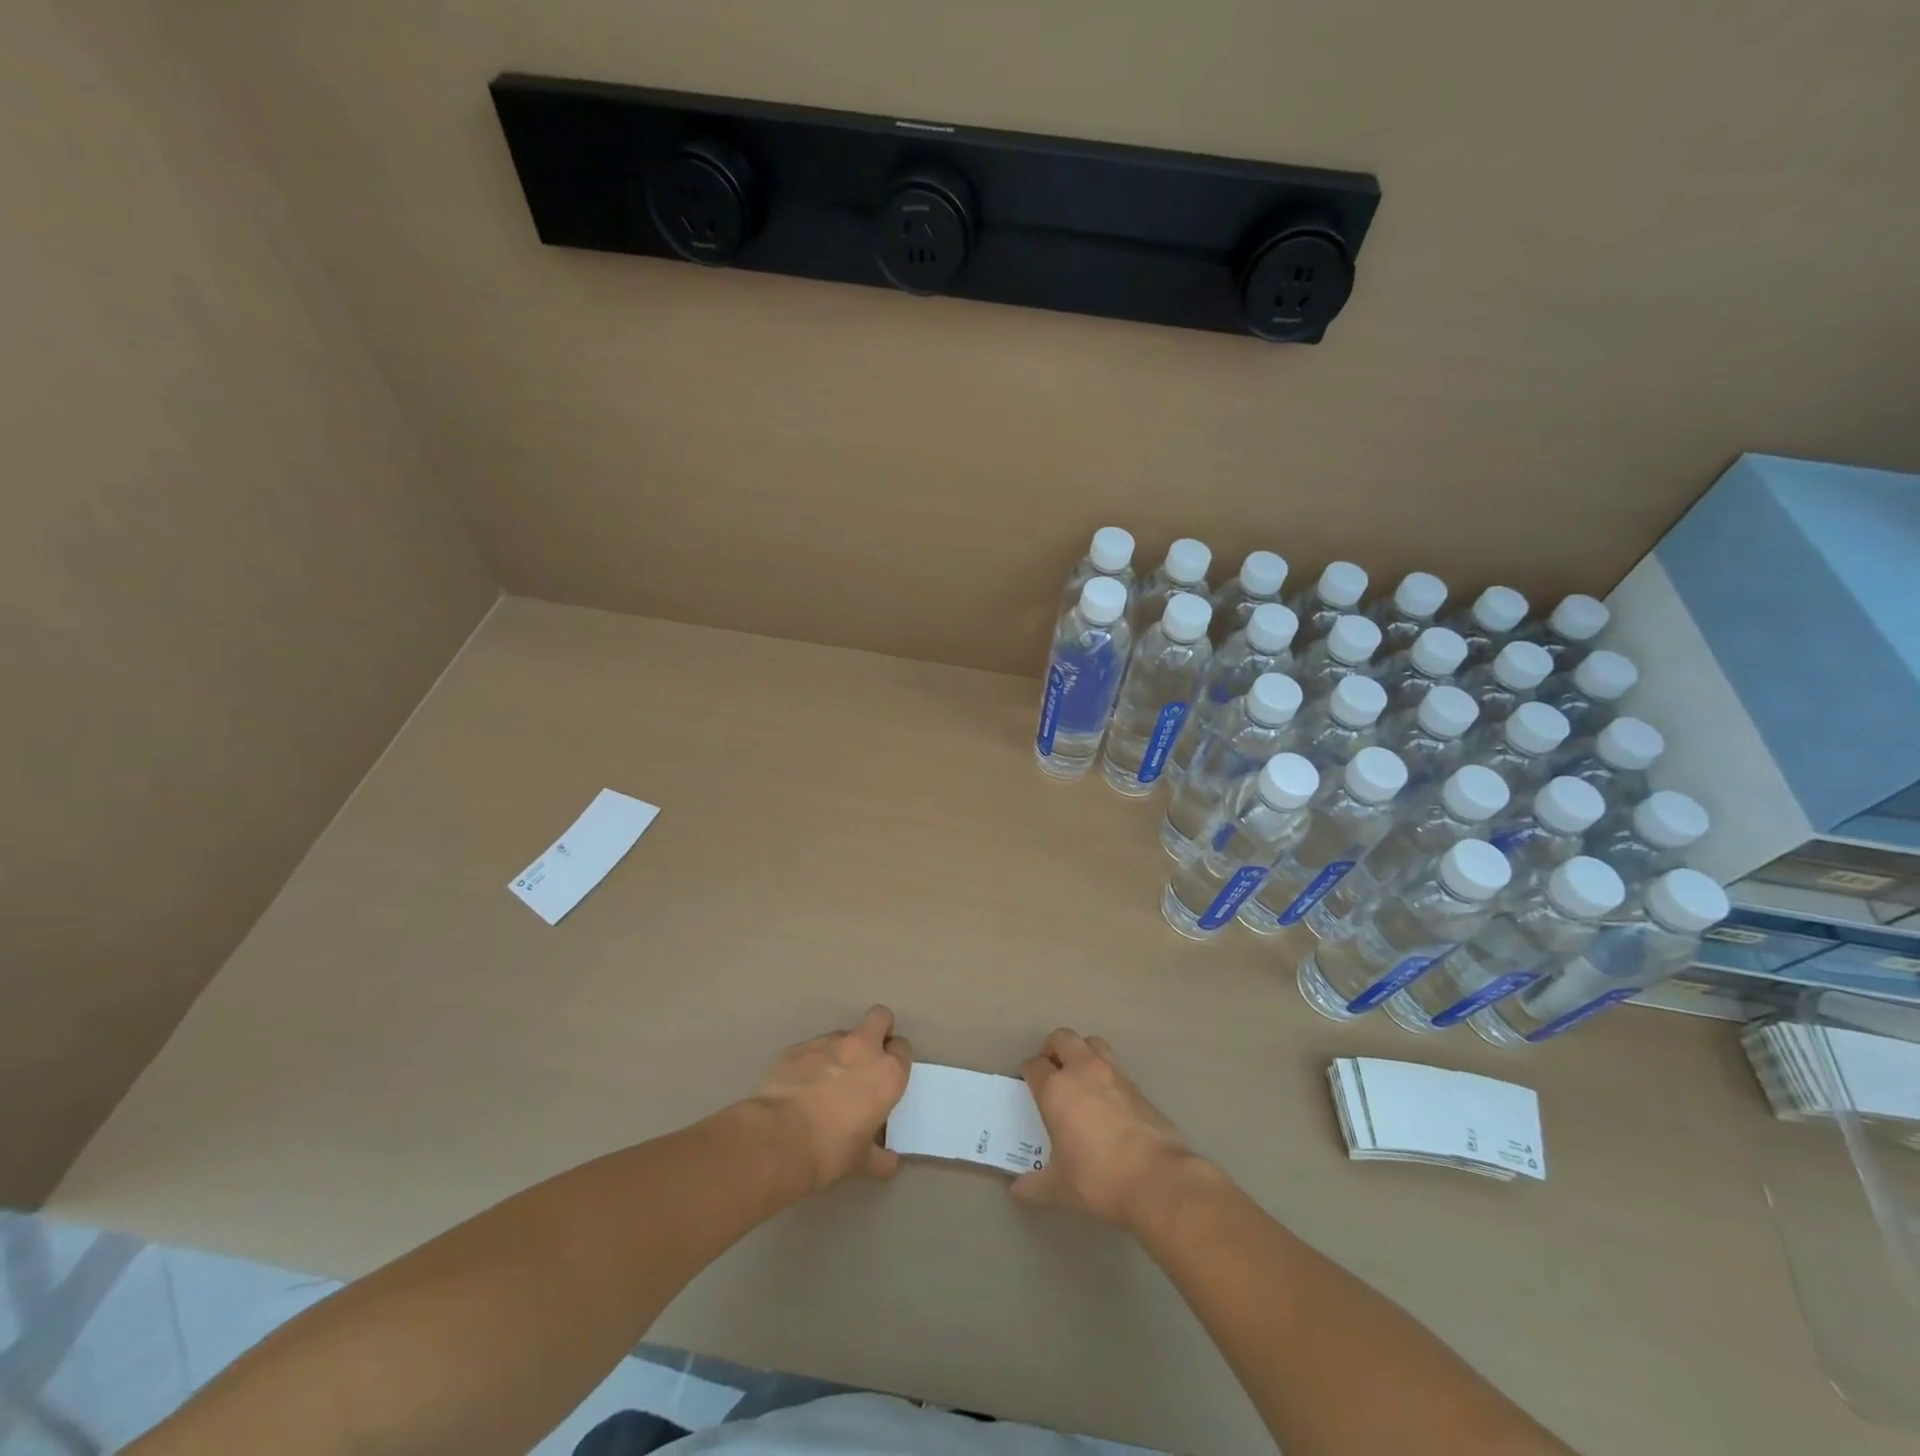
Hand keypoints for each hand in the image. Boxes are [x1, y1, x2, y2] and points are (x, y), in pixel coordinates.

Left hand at [751, 1005, 911, 1191]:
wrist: (778, 1139)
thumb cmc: (830, 1151)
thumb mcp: (862, 1162)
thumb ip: (880, 1158)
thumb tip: (890, 1163)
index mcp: (887, 1074)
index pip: (903, 1048)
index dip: (896, 1059)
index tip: (886, 1076)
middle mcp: (862, 1049)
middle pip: (880, 1017)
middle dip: (878, 1030)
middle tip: (867, 1059)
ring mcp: (827, 1043)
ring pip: (842, 1035)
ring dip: (840, 1052)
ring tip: (825, 1083)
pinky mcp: (798, 1047)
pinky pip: (812, 1049)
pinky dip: (811, 1063)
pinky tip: (799, 1088)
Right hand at [1012, 1028, 1196, 1228]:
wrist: (1157, 1179)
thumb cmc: (1099, 1179)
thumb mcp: (1060, 1189)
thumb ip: (1035, 1187)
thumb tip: (1016, 1191)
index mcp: (1056, 1090)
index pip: (1034, 1066)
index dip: (1028, 1073)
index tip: (1029, 1086)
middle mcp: (1082, 1071)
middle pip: (1062, 1038)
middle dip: (1053, 1049)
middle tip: (1052, 1073)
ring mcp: (1113, 1073)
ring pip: (1092, 1043)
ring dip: (1082, 1052)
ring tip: (1080, 1078)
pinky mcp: (1137, 1085)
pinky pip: (1115, 1065)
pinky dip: (1105, 1073)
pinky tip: (1107, 1100)